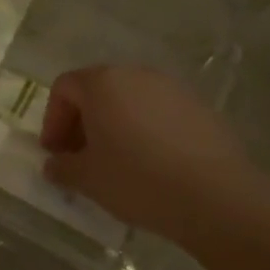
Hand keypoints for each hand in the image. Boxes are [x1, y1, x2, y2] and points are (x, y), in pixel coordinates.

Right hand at [39, 65, 253, 243]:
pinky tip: (152, 164)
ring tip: (117, 162)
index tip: (55, 153)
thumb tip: (54, 164)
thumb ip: (63, 167)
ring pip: (130, 99)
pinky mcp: (198, 106)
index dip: (53, 120)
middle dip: (83, 122)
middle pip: (98, 90)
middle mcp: (134, 74)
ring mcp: (170, 87)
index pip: (64, 88)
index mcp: (102, 83)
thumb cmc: (138, 180)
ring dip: (115, 125)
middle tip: (81, 158)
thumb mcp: (88, 180)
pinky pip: (158, 112)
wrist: (215, 195)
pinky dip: (146, 130)